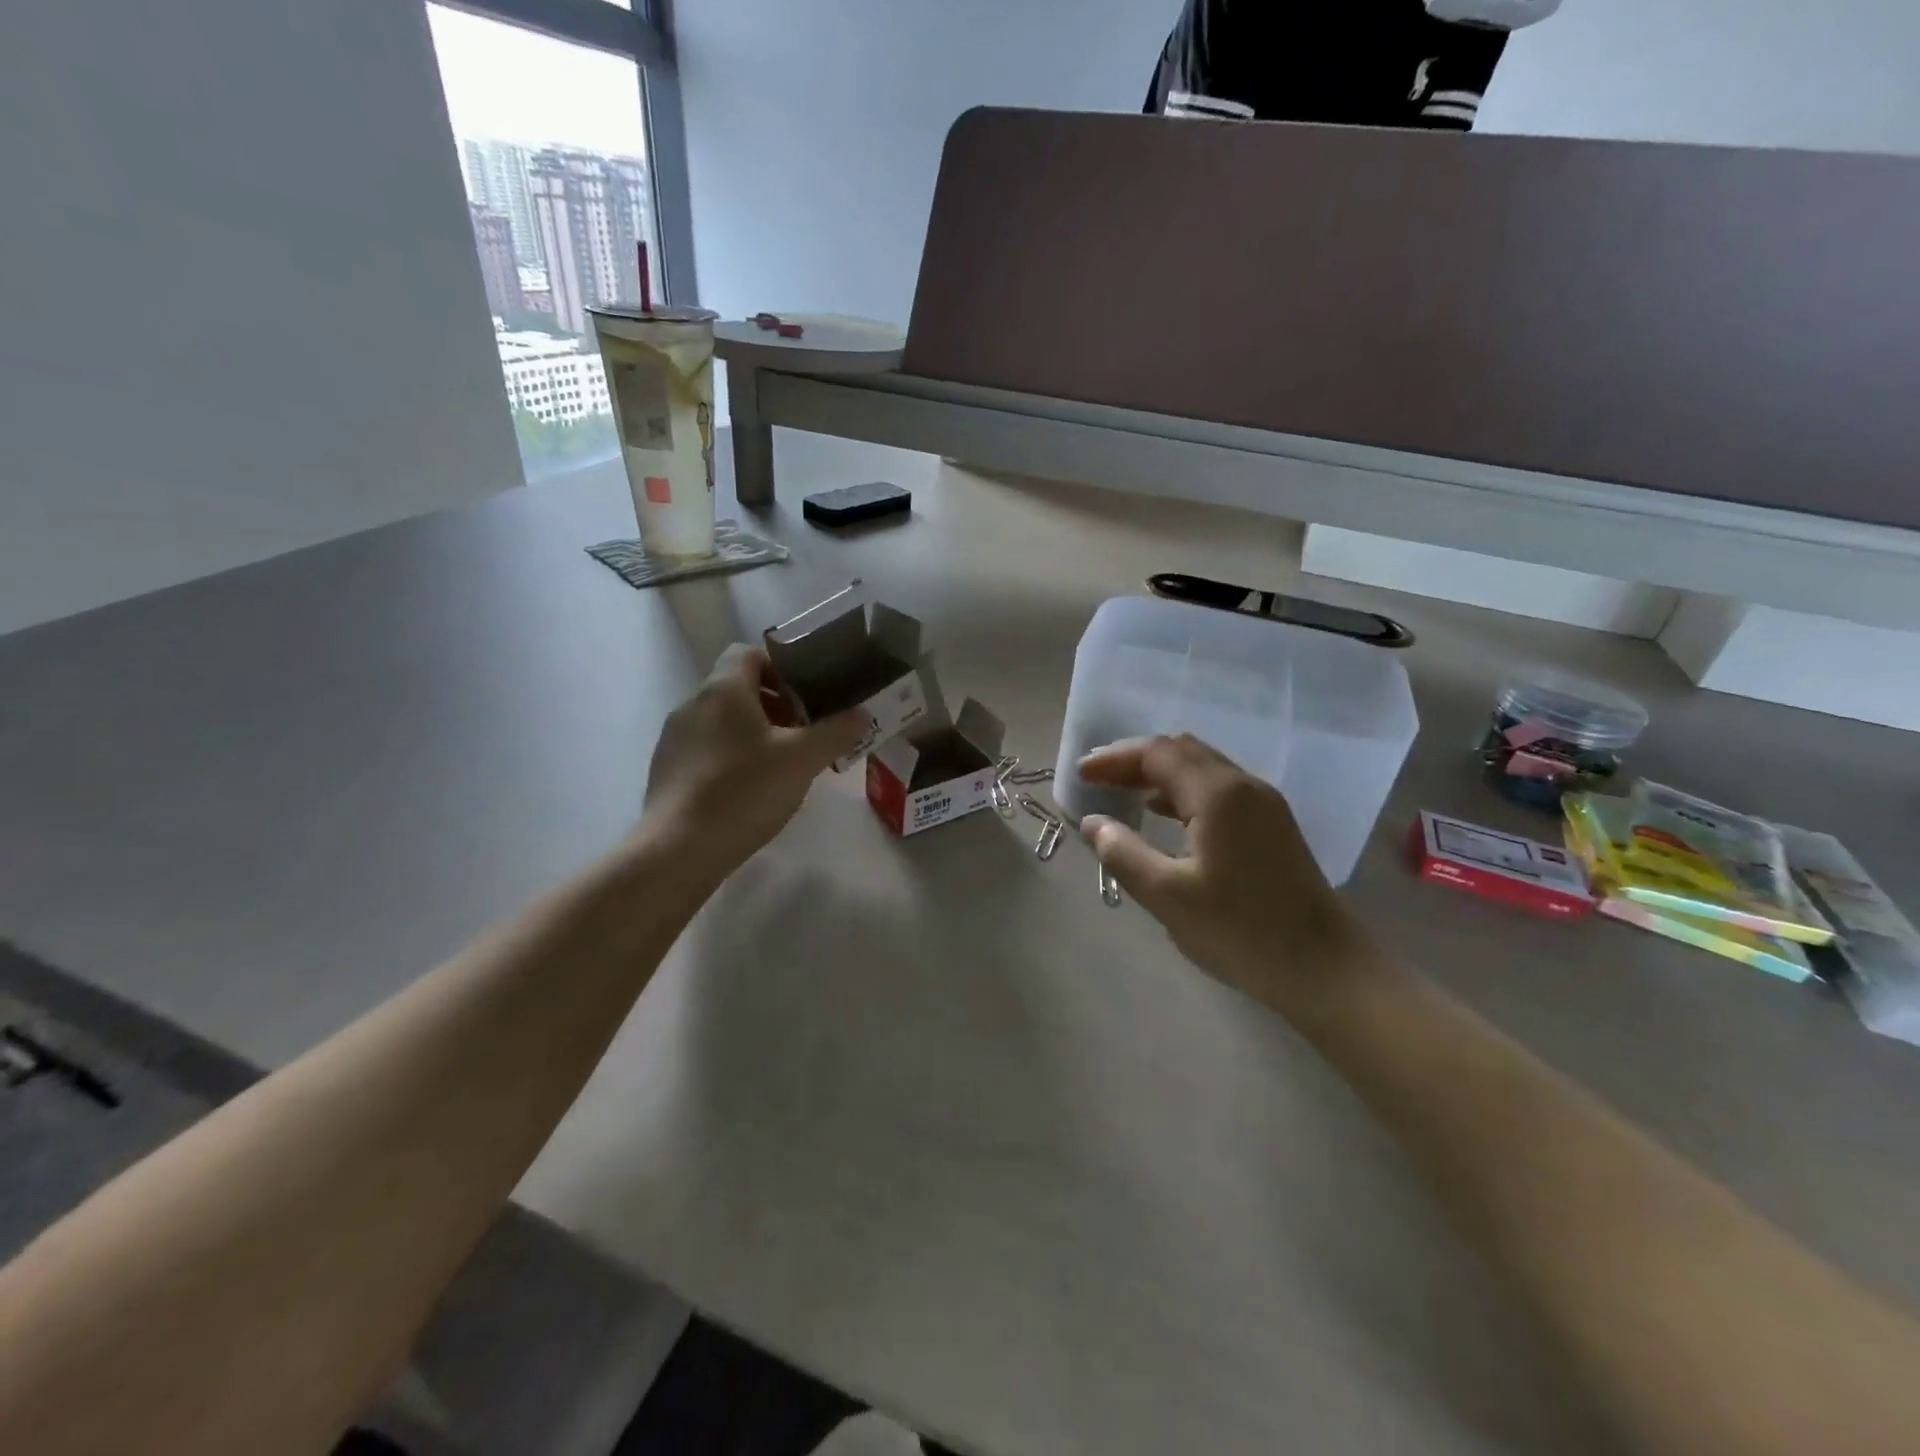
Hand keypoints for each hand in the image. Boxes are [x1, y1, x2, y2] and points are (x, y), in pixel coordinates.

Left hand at [641, 644, 866, 881]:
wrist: (679, 849)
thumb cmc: (745, 791)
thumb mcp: (803, 760)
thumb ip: (836, 731)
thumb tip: (862, 714)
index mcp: (724, 689)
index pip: (749, 652)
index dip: (780, 667)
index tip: (806, 696)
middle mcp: (693, 703)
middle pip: (737, 687)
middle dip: (774, 704)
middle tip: (804, 732)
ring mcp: (675, 737)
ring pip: (722, 719)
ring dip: (753, 731)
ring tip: (782, 764)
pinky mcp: (667, 769)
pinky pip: (706, 747)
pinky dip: (731, 756)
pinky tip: (749, 789)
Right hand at [1076, 735, 1370, 1019]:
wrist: (1322, 967)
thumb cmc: (1240, 931)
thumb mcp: (1167, 895)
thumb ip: (1123, 853)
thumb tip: (1093, 823)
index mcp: (1218, 794)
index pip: (1158, 753)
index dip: (1114, 759)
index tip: (1081, 775)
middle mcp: (1243, 785)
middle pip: (1181, 751)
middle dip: (1135, 760)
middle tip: (1098, 779)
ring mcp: (1264, 804)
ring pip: (1202, 769)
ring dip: (1159, 774)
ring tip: (1123, 794)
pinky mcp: (1272, 825)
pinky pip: (1218, 790)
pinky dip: (1183, 792)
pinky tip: (1164, 815)